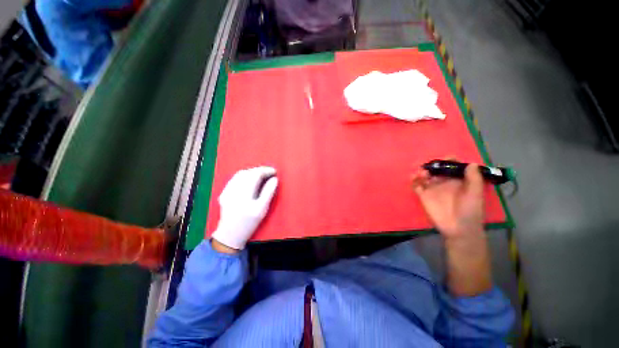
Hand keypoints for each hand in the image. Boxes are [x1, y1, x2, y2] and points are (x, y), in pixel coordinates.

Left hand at [211, 167, 277, 250]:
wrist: (230, 234)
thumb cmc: (249, 223)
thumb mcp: (262, 209)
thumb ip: (268, 192)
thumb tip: (274, 179)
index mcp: (245, 193)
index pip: (256, 175)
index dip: (266, 171)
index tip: (275, 172)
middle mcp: (234, 189)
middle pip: (248, 172)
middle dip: (260, 170)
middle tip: (270, 173)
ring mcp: (227, 190)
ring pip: (240, 174)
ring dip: (252, 172)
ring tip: (261, 175)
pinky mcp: (224, 192)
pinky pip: (235, 179)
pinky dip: (244, 176)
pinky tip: (250, 180)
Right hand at [411, 163, 483, 239]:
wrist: (459, 229)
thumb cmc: (470, 211)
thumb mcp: (475, 194)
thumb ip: (474, 179)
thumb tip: (470, 163)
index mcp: (457, 181)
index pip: (452, 167)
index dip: (449, 161)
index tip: (446, 159)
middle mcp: (444, 183)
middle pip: (436, 169)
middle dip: (432, 166)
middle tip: (430, 167)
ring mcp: (432, 189)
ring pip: (425, 176)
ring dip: (422, 172)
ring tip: (423, 174)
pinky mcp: (423, 196)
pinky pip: (416, 186)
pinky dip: (414, 181)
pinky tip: (415, 178)